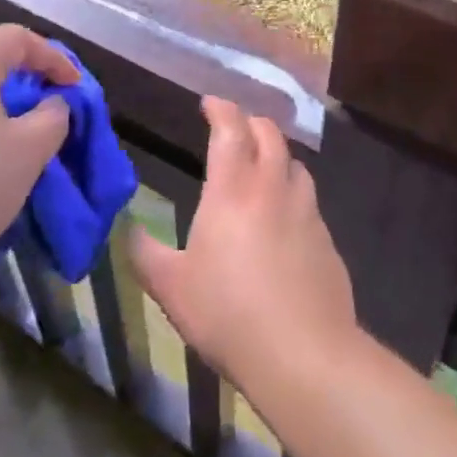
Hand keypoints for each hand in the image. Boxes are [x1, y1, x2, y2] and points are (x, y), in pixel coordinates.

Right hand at [129, 97, 356, 396]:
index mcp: (233, 189)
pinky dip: (293, 194)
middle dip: (251, 122)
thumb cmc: (228, 312)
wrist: (304, 353)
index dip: (221, 109)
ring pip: (295, 164)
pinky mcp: (328, 241)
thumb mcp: (171, 287)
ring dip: (277, 155)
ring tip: (262, 166)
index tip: (209, 103)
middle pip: (269, 135)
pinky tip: (284, 220)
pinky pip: (309, 202)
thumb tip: (128, 229)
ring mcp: (306, 213)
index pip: (230, 129)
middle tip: (235, 128)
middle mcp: (273, 189)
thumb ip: (145, 253)